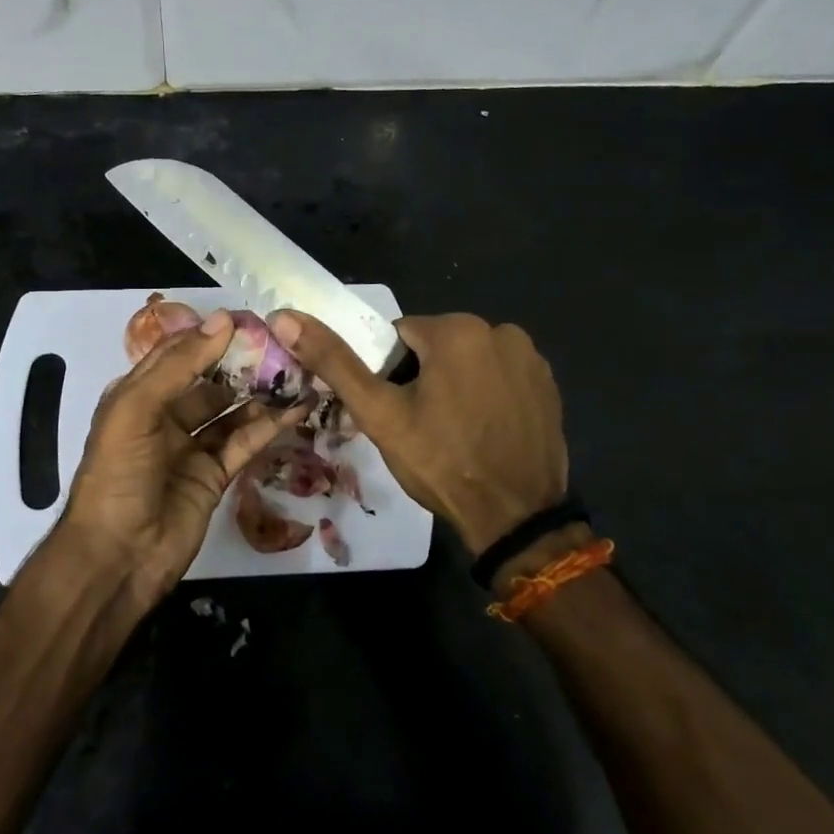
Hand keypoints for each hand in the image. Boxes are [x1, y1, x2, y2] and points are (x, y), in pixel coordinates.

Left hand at [60, 310, 303, 596]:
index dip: (210, 335)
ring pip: (232, 410)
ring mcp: (191, 447)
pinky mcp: (215, 475)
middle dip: (242, 363)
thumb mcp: (136, 410)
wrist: (117, 557)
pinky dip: (270, 425)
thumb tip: (223, 320)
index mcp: (137, 395)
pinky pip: (245, 442)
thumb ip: (179, 365)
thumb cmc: (118, 475)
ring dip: (261, 392)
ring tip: (299, 370)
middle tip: (283, 344)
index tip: (251, 318)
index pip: (178, 354)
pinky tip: (298, 408)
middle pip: (209, 380)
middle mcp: (165, 416)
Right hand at [270, 311, 567, 555]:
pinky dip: (488, 396)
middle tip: (421, 427)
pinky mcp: (549, 385)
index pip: (400, 337)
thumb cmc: (441, 462)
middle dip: (423, 378)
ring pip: (469, 362)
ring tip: (453, 433)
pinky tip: (484, 432)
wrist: (515, 517)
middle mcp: (500, 330)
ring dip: (456, 385)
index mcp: (456, 329)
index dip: (390, 375)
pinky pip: (500, 377)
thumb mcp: (380, 414)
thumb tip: (284, 316)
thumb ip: (334, 361)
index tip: (396, 411)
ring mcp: (530, 358)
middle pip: (436, 346)